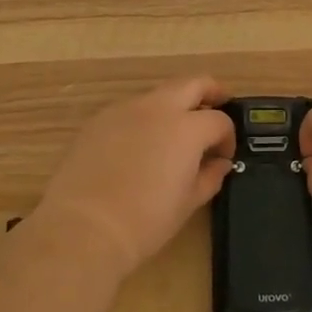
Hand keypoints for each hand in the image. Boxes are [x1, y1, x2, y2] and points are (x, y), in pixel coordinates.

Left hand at [34, 77, 236, 278]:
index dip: (227, 137)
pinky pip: (130, 110)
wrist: (83, 228)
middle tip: (216, 110)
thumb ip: (210, 176)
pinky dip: (143, 120)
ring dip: (174, 106)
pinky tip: (138, 148)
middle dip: (210, 93)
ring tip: (173, 136)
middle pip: (193, 83)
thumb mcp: (188, 202)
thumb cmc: (145, 221)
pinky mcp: (98, 120)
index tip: (223, 156)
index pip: (219, 120)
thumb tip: (220, 163)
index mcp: (186, 127)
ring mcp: (124, 110)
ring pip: (158, 94)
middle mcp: (157, 108)